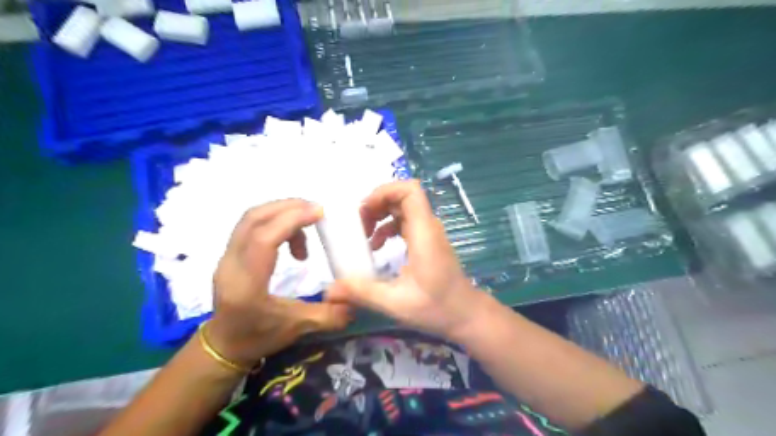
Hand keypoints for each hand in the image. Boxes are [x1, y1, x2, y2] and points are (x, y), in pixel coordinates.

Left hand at [207, 200, 349, 367]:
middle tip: (316, 211)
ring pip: (251, 218)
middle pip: (254, 219)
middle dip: (288, 207)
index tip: (319, 213)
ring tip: (306, 225)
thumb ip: (327, 316)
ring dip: (281, 212)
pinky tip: (290, 238)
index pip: (263, 239)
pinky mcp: (230, 253)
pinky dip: (274, 221)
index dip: (292, 220)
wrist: (223, 344)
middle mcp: (231, 264)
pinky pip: (251, 224)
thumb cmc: (258, 336)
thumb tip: (354, 302)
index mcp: (247, 284)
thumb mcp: (296, 329)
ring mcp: (227, 256)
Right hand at [325, 178, 483, 338]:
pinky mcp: (427, 241)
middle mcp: (428, 227)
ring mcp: (429, 233)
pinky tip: (377, 247)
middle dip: (377, 204)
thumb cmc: (437, 308)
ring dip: (381, 215)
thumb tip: (329, 290)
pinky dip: (388, 227)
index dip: (385, 191)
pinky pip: (405, 222)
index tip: (364, 210)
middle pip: (403, 196)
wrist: (467, 315)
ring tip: (363, 236)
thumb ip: (362, 292)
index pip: (410, 191)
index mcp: (424, 233)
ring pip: (403, 208)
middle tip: (358, 225)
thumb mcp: (395, 302)